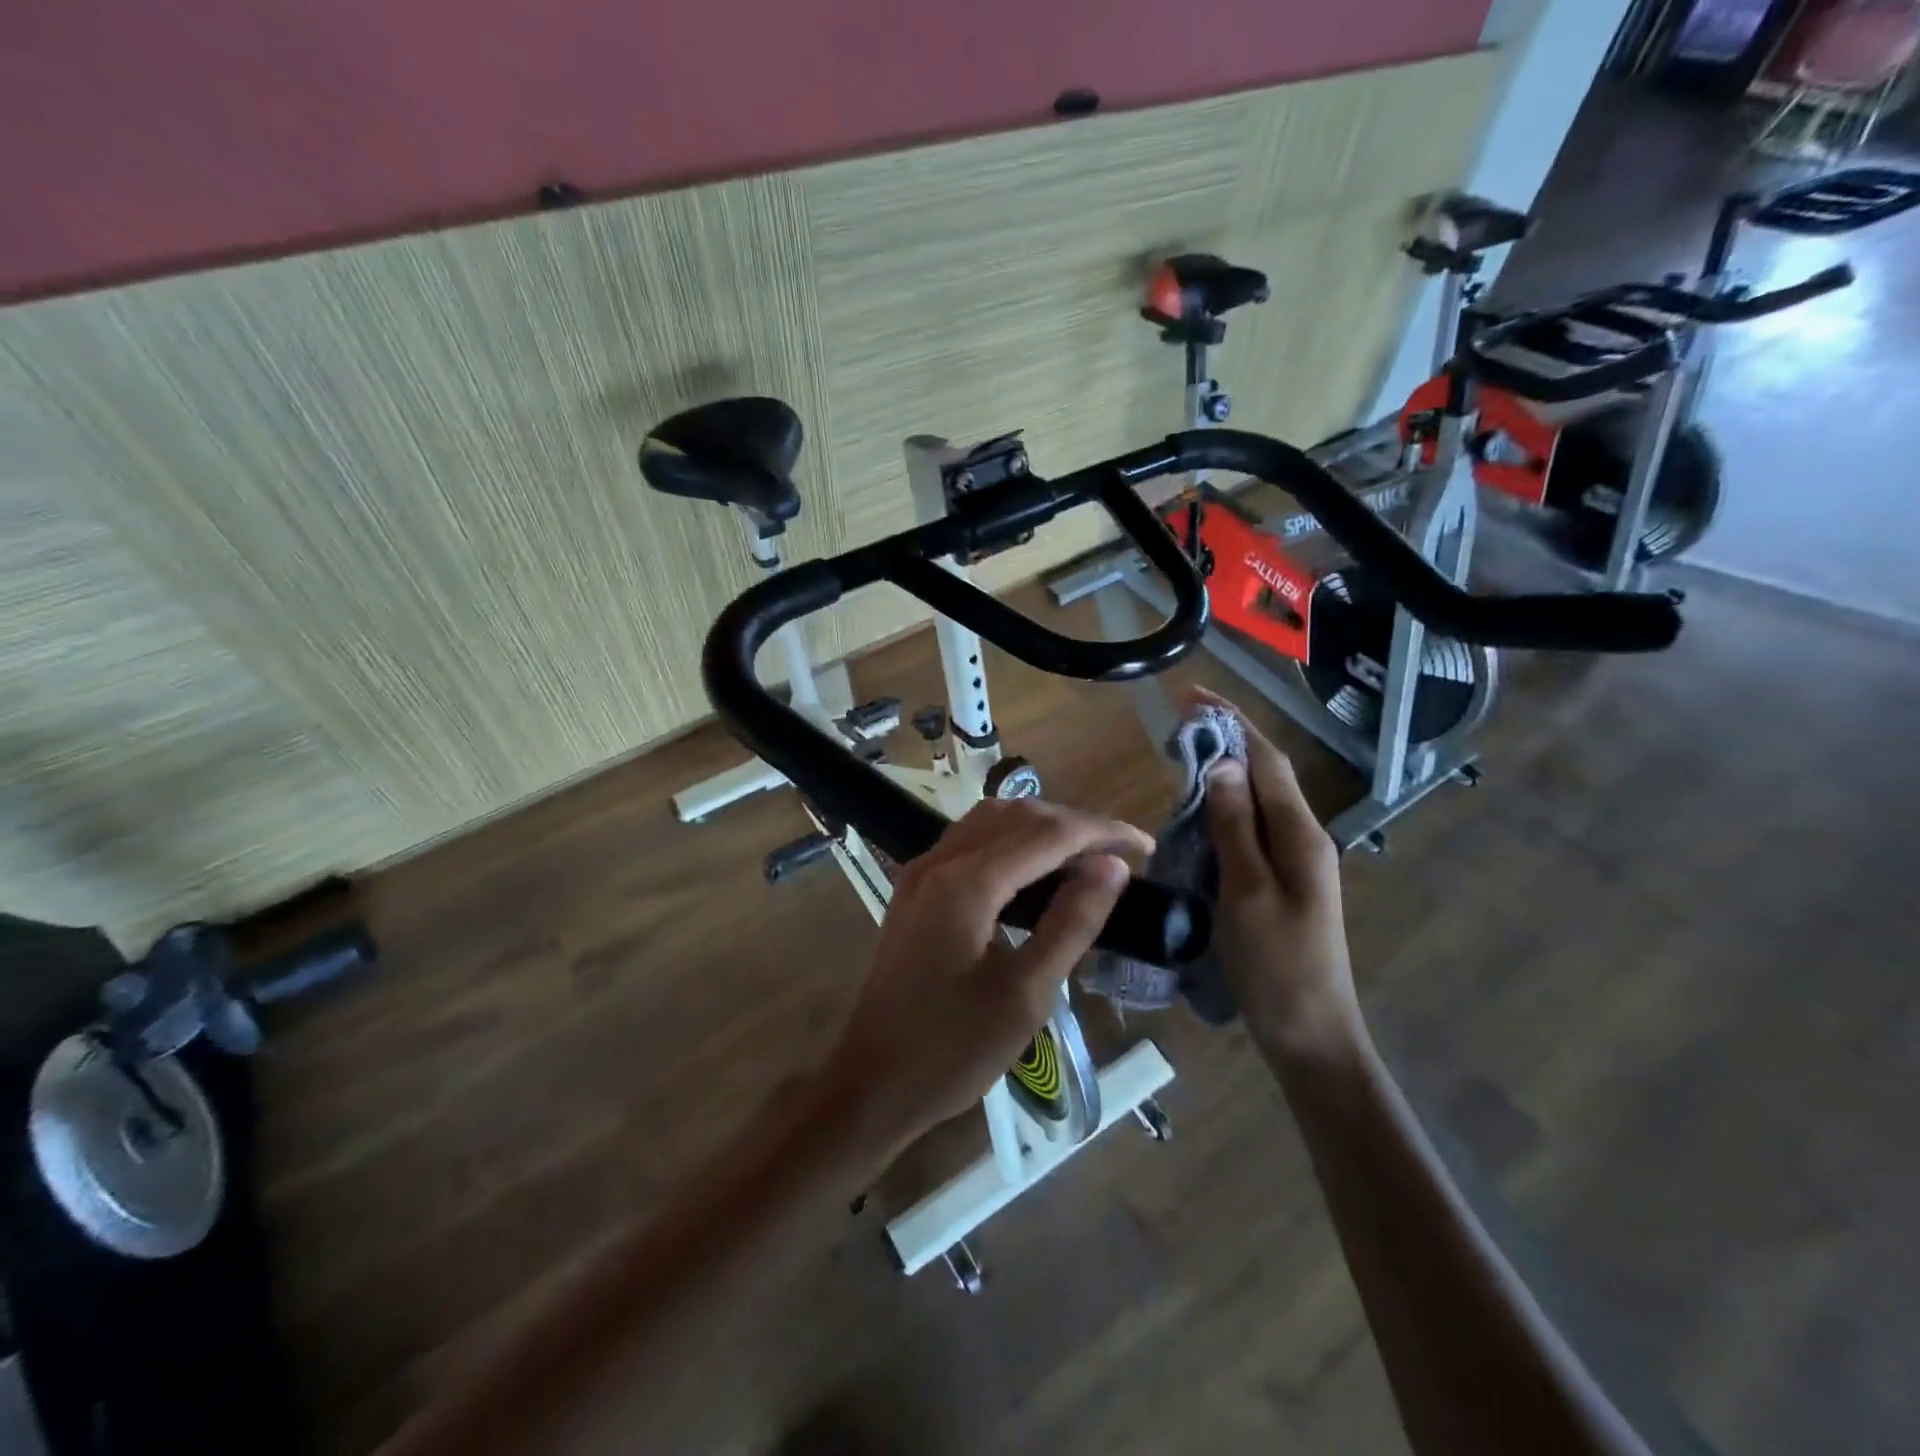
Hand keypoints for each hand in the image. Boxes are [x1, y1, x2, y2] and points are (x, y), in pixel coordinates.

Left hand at [816, 797, 1149, 1156]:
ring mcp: (922, 872)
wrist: (870, 1082)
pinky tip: (1035, 871)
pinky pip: (971, 842)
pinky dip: (1012, 841)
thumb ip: (1071, 923)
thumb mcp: (1026, 994)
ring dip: (1041, 828)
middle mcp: (940, 861)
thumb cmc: (952, 1051)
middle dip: (1074, 825)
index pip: (1048, 833)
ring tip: (1085, 859)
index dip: (1102, 832)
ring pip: (991, 820)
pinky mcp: (915, 889)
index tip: (1146, 847)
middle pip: (1018, 815)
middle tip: (1120, 858)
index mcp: (966, 882)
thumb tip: (1112, 868)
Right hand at [1195, 690, 1366, 1063]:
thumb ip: (1235, 826)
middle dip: (1226, 742)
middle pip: (1265, 776)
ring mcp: (1295, 863)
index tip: (1193, 695)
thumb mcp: (1247, 892)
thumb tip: (1223, 764)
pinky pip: (1250, 832)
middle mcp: (1303, 839)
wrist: (1310, 1036)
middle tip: (1177, 728)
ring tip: (1180, 761)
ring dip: (1223, 776)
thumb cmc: (1277, 966)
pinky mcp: (1280, 884)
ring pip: (1256, 803)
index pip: (1266, 760)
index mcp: (1301, 835)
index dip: (1233, 722)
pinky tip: (1196, 817)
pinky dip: (1222, 813)